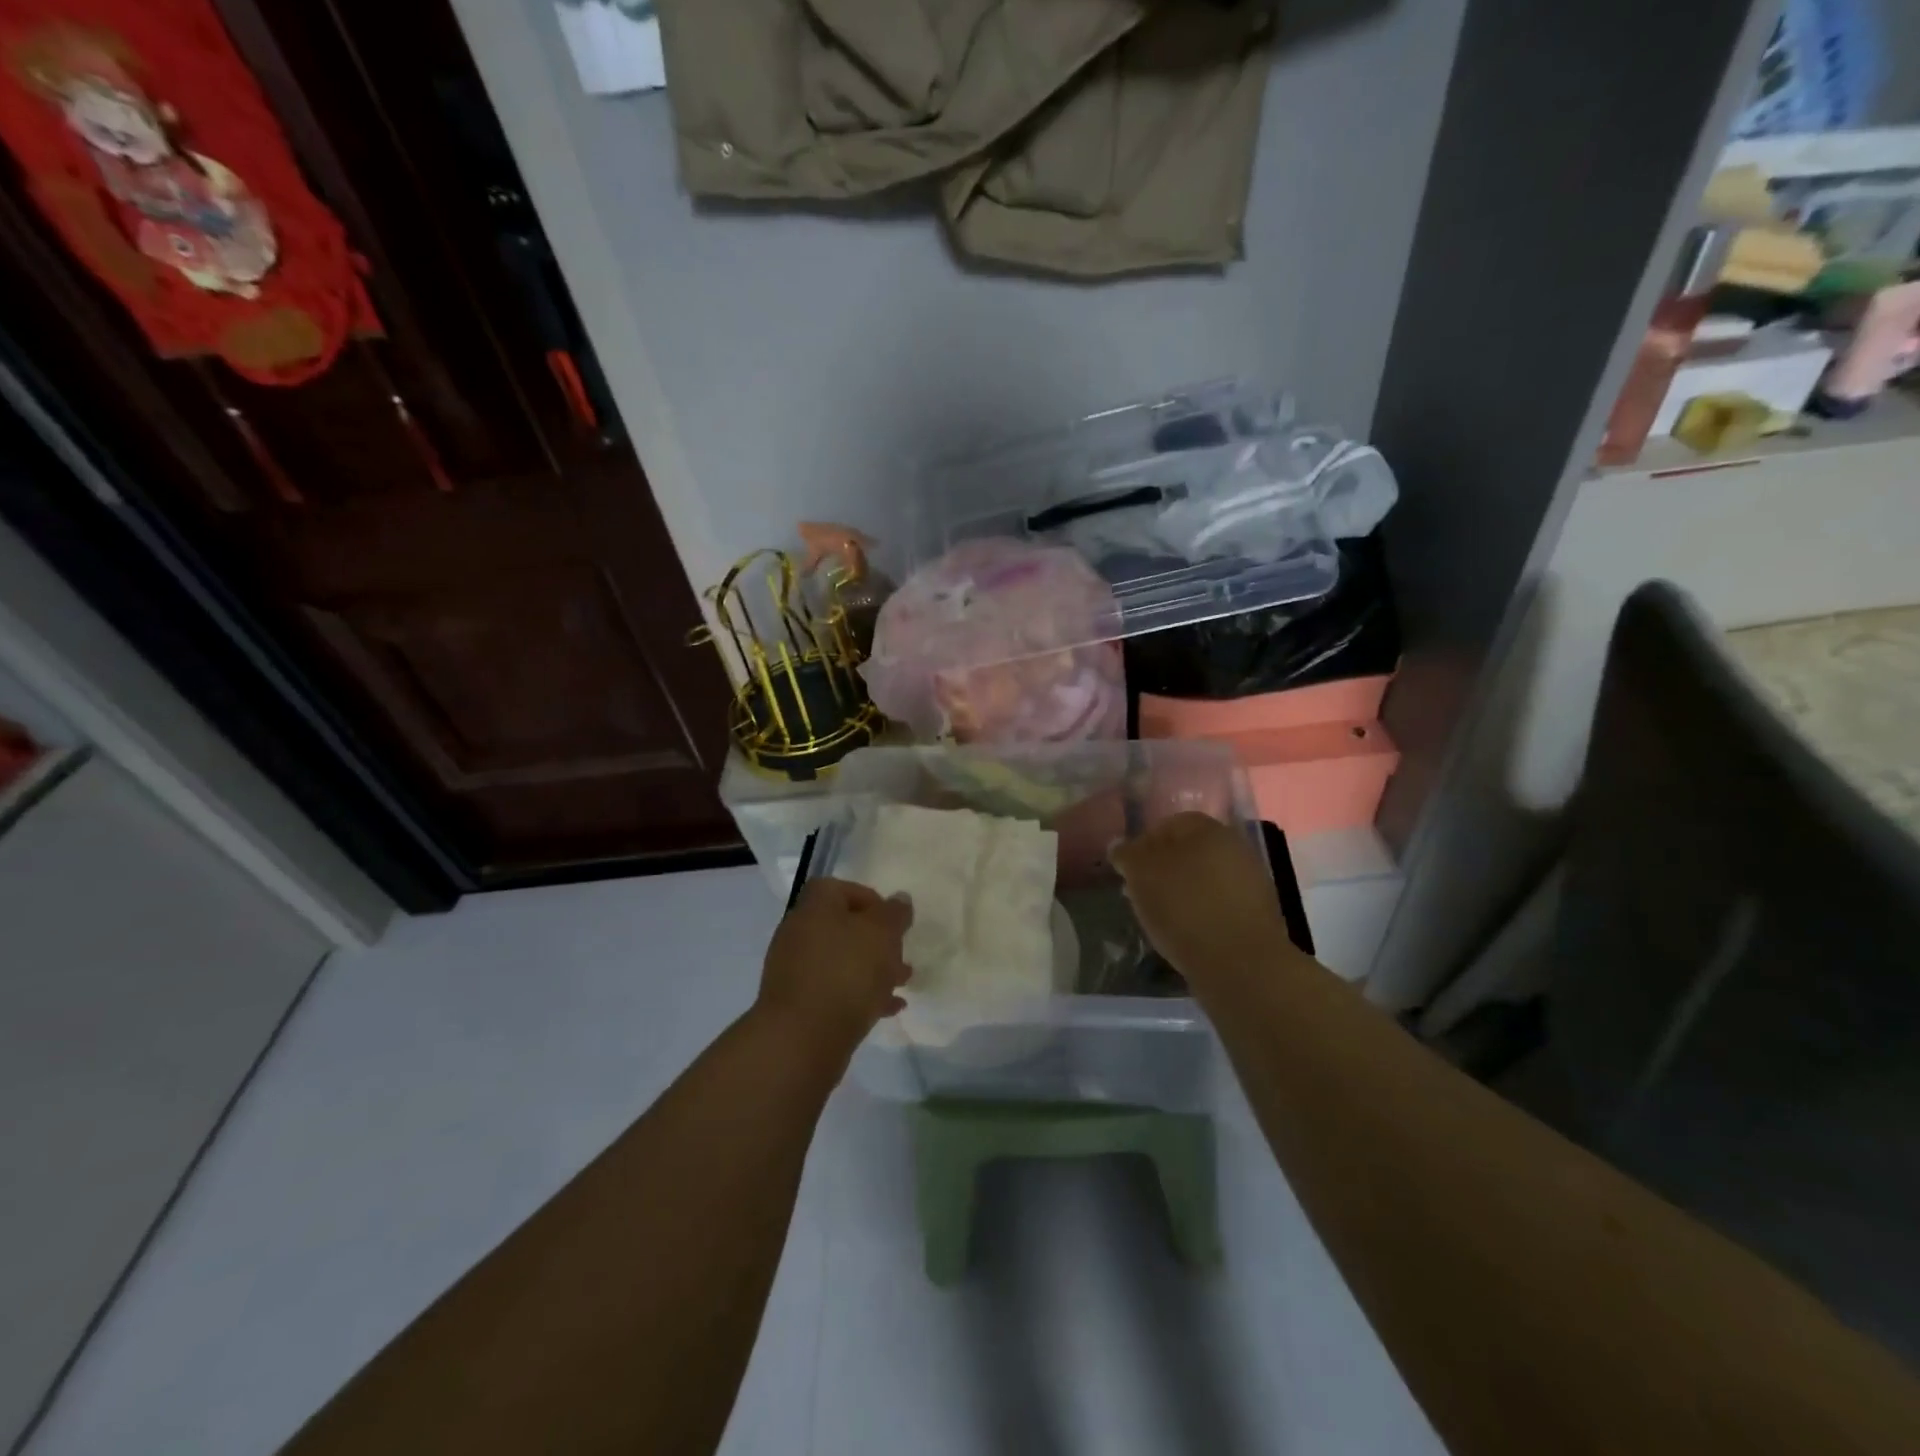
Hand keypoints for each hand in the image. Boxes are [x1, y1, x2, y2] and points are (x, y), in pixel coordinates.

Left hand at [756, 878, 912, 1056]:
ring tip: (901, 984)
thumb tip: (899, 899)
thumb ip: (894, 913)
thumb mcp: (882, 934)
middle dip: (876, 940)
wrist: (802, 1038)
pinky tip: (886, 1010)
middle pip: (842, 926)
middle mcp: (799, 932)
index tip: (893, 921)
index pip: (840, 888)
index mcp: (814, 906)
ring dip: (871, 969)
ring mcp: (794, 970)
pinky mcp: (797, 1004)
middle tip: (900, 956)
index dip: (870, 899)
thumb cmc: (847, 972)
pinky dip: (859, 995)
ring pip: (840, 960)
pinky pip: (833, 990)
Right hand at [1111, 813, 1291, 989]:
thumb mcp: (1141, 875)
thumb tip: (1120, 845)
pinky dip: (1200, 913)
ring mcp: (1250, 881)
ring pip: (1203, 879)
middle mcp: (1234, 846)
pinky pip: (1218, 904)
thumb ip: (1127, 854)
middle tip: (1139, 893)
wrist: (1240, 963)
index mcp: (1207, 828)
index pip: (1168, 825)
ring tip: (1160, 917)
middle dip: (1162, 869)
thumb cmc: (1184, 907)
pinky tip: (1185, 932)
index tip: (1127, 871)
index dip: (1143, 845)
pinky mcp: (1257, 915)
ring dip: (1181, 892)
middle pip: (1188, 852)